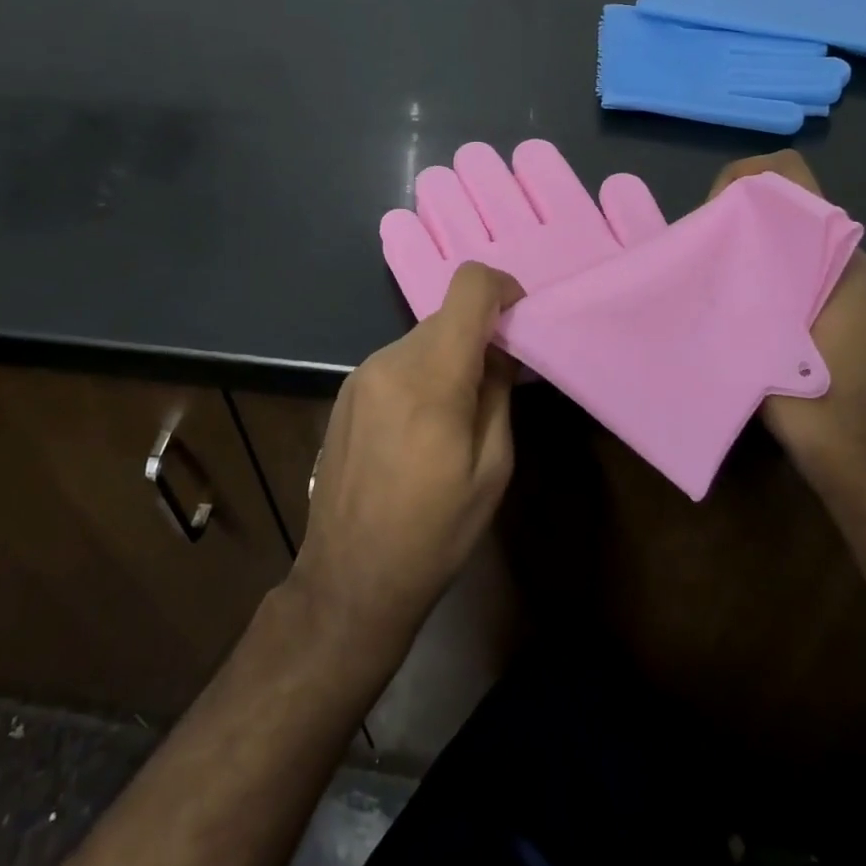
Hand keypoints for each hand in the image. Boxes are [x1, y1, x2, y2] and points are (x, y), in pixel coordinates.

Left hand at [289, 262, 522, 653]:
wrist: (349, 578)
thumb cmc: (435, 532)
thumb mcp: (492, 468)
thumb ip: (498, 392)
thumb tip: (502, 348)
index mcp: (431, 376)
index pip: (469, 288)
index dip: (502, 288)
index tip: (519, 320)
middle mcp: (391, 360)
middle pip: (447, 316)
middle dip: (479, 335)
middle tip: (500, 380)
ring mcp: (362, 373)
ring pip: (421, 339)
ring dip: (449, 357)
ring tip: (458, 415)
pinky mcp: (346, 391)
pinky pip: (397, 362)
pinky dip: (421, 373)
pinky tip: (421, 427)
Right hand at [706, 151, 865, 496]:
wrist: (856, 456)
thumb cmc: (818, 393)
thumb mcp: (771, 325)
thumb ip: (745, 275)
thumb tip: (704, 238)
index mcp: (836, 250)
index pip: (788, 176)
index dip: (743, 179)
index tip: (711, 213)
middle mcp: (837, 258)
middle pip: (778, 205)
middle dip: (733, 213)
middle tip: (697, 248)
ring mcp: (831, 285)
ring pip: (775, 239)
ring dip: (737, 245)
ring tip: (701, 274)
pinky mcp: (820, 311)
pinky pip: (780, 269)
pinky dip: (749, 272)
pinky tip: (721, 303)